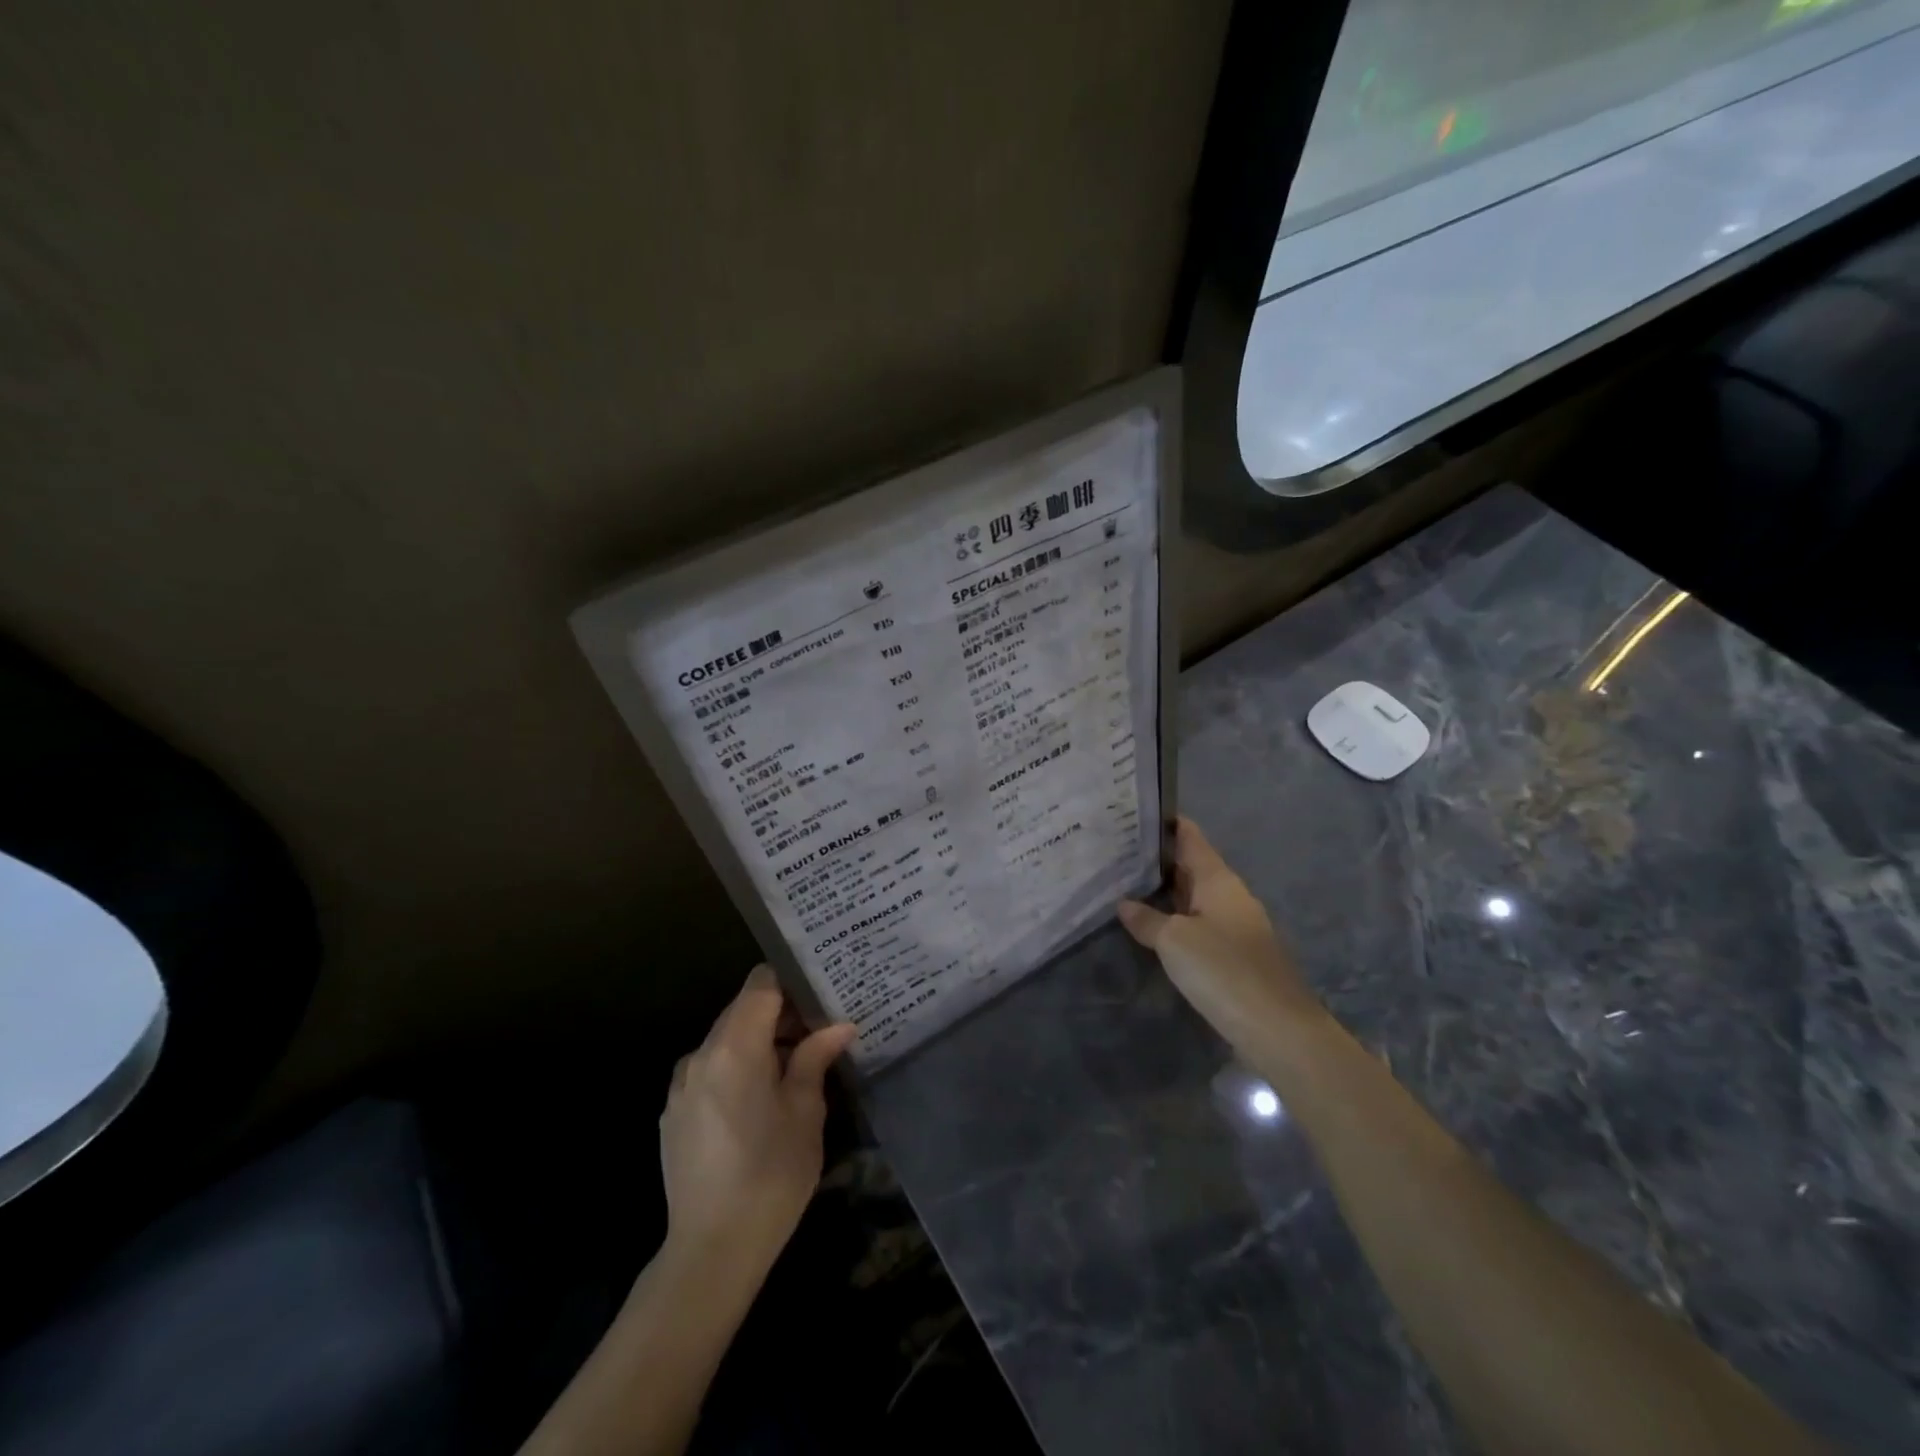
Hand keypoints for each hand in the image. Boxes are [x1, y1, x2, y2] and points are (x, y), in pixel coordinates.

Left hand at [658, 967, 857, 1283]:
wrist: (711, 1252)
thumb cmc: (771, 1175)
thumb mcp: (805, 1112)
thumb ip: (815, 1058)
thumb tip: (838, 1026)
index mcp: (734, 1047)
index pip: (760, 984)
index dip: (791, 982)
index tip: (820, 996)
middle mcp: (700, 1055)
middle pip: (742, 1010)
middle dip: (780, 1015)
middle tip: (819, 1033)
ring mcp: (681, 1085)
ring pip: (726, 1041)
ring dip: (759, 1044)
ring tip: (794, 1070)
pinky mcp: (673, 1114)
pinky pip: (710, 1071)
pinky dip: (737, 1070)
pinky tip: (759, 1104)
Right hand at [1119, 818, 1321, 1053]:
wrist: (1277, 1029)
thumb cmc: (1223, 970)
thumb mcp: (1174, 941)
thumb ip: (1147, 919)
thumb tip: (1124, 904)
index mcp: (1219, 880)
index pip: (1191, 838)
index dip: (1167, 823)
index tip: (1135, 812)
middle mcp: (1230, 896)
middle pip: (1192, 866)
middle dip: (1158, 859)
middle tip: (1117, 851)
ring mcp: (1236, 926)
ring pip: (1194, 897)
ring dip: (1165, 891)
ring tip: (1125, 884)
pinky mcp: (1235, 955)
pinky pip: (1199, 924)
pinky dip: (1175, 919)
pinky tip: (1153, 926)